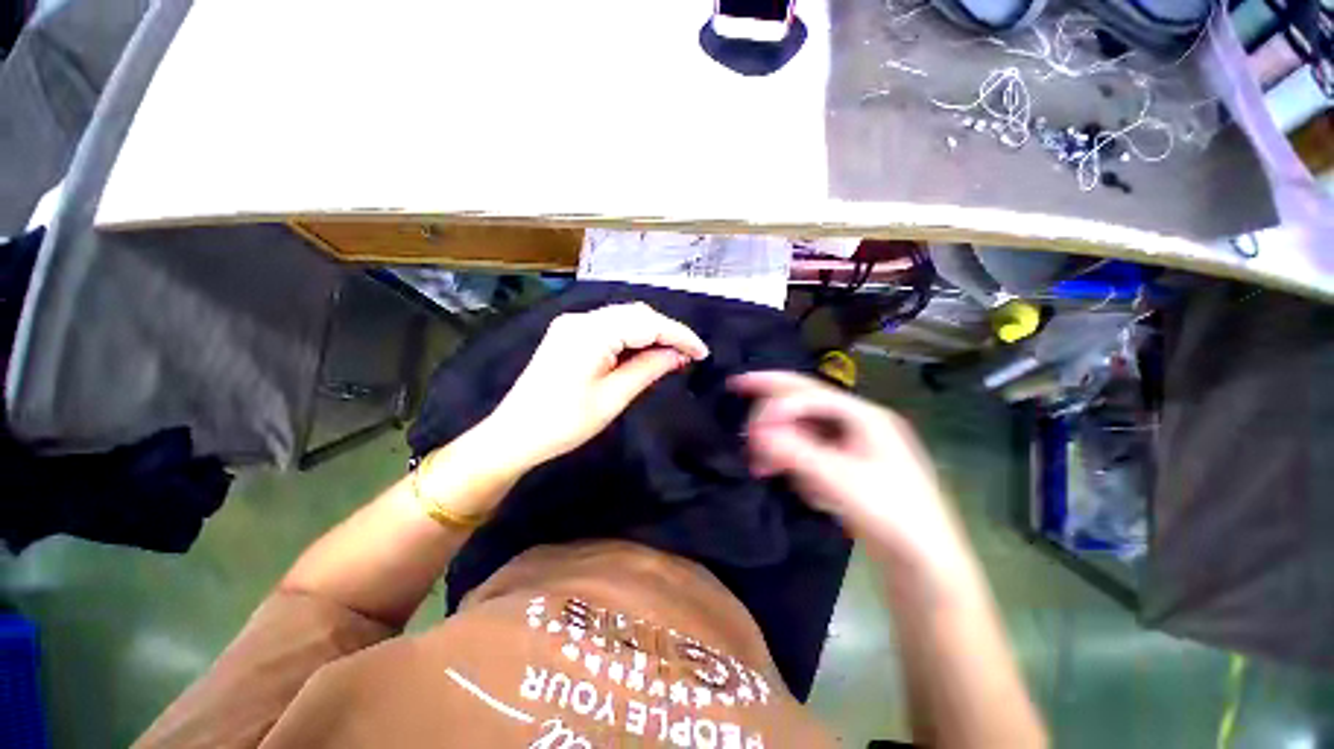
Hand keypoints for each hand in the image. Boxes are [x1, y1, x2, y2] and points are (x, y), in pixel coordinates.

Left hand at [481, 302, 708, 470]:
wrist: (514, 435)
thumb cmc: (564, 423)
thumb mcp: (612, 398)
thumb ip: (648, 369)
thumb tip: (679, 355)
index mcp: (591, 332)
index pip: (647, 323)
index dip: (679, 335)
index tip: (702, 352)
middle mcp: (581, 319)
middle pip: (636, 314)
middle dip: (667, 331)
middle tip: (689, 355)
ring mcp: (572, 324)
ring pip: (624, 319)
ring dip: (651, 333)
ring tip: (673, 354)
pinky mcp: (569, 334)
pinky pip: (609, 327)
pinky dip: (632, 337)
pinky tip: (645, 351)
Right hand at [730, 371, 969, 577]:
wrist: (924, 559)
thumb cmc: (889, 514)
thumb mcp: (839, 481)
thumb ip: (794, 452)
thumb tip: (755, 432)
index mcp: (864, 415)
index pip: (809, 394)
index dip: (775, 404)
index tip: (749, 428)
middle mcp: (858, 420)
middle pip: (804, 397)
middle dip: (770, 397)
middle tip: (737, 386)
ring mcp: (853, 440)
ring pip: (803, 424)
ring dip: (778, 437)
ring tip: (759, 465)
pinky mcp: (847, 461)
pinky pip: (810, 446)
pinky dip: (792, 457)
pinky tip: (786, 477)